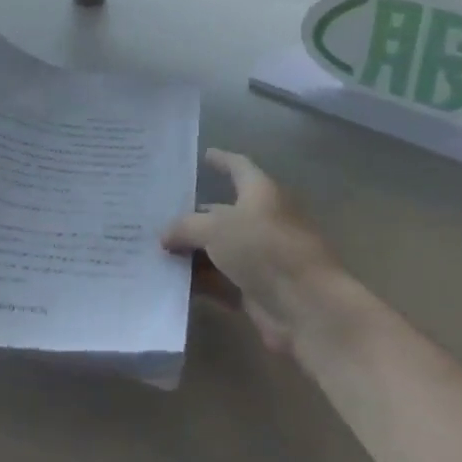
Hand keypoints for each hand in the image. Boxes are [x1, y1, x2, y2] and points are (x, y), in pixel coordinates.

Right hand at [163, 149, 340, 353]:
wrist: (307, 307)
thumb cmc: (264, 249)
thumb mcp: (215, 228)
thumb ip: (185, 227)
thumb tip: (165, 237)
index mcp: (261, 194)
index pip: (239, 167)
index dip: (222, 160)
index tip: (204, 155)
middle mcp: (262, 221)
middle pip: (222, 213)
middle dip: (192, 215)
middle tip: (157, 214)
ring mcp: (261, 257)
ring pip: (218, 249)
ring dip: (191, 252)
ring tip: (154, 250)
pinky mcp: (256, 289)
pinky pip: (220, 280)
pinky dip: (200, 280)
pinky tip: (170, 281)